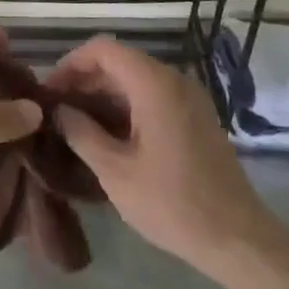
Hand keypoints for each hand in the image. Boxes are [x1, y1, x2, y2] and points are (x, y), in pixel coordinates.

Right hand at [48, 36, 271, 274]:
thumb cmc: (172, 203)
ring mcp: (189, 98)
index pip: (103, 49)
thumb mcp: (115, 171)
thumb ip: (81, 133)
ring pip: (136, 80)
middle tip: (57, 112)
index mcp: (154, 84)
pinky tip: (108, 137)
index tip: (50, 92)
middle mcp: (174, 80)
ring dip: (104, 96)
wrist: (238, 239)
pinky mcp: (196, 118)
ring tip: (76, 126)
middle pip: (120, 62)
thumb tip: (60, 111)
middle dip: (85, 81)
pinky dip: (126, 107)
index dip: (71, 64)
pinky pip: (153, 97)